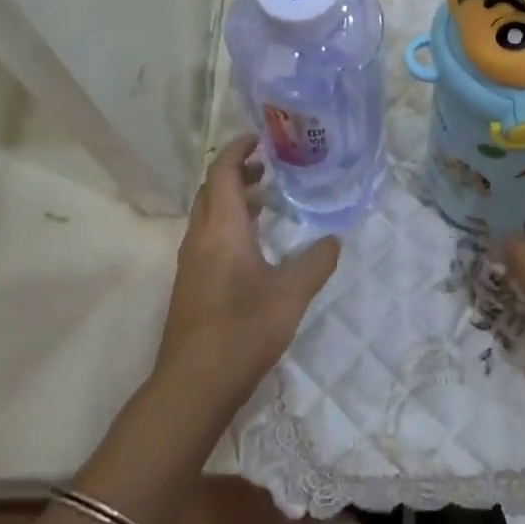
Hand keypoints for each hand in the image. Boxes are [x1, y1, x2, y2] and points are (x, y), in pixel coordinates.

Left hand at [153, 134, 339, 413]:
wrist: (194, 384)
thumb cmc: (243, 329)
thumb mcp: (291, 293)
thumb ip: (316, 261)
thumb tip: (333, 240)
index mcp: (222, 228)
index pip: (222, 172)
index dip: (238, 149)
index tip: (261, 139)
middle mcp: (200, 237)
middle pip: (211, 189)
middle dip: (236, 171)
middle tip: (269, 169)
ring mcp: (191, 261)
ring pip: (208, 213)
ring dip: (232, 199)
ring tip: (266, 201)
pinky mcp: (191, 282)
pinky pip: (207, 235)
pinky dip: (228, 223)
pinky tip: (253, 244)